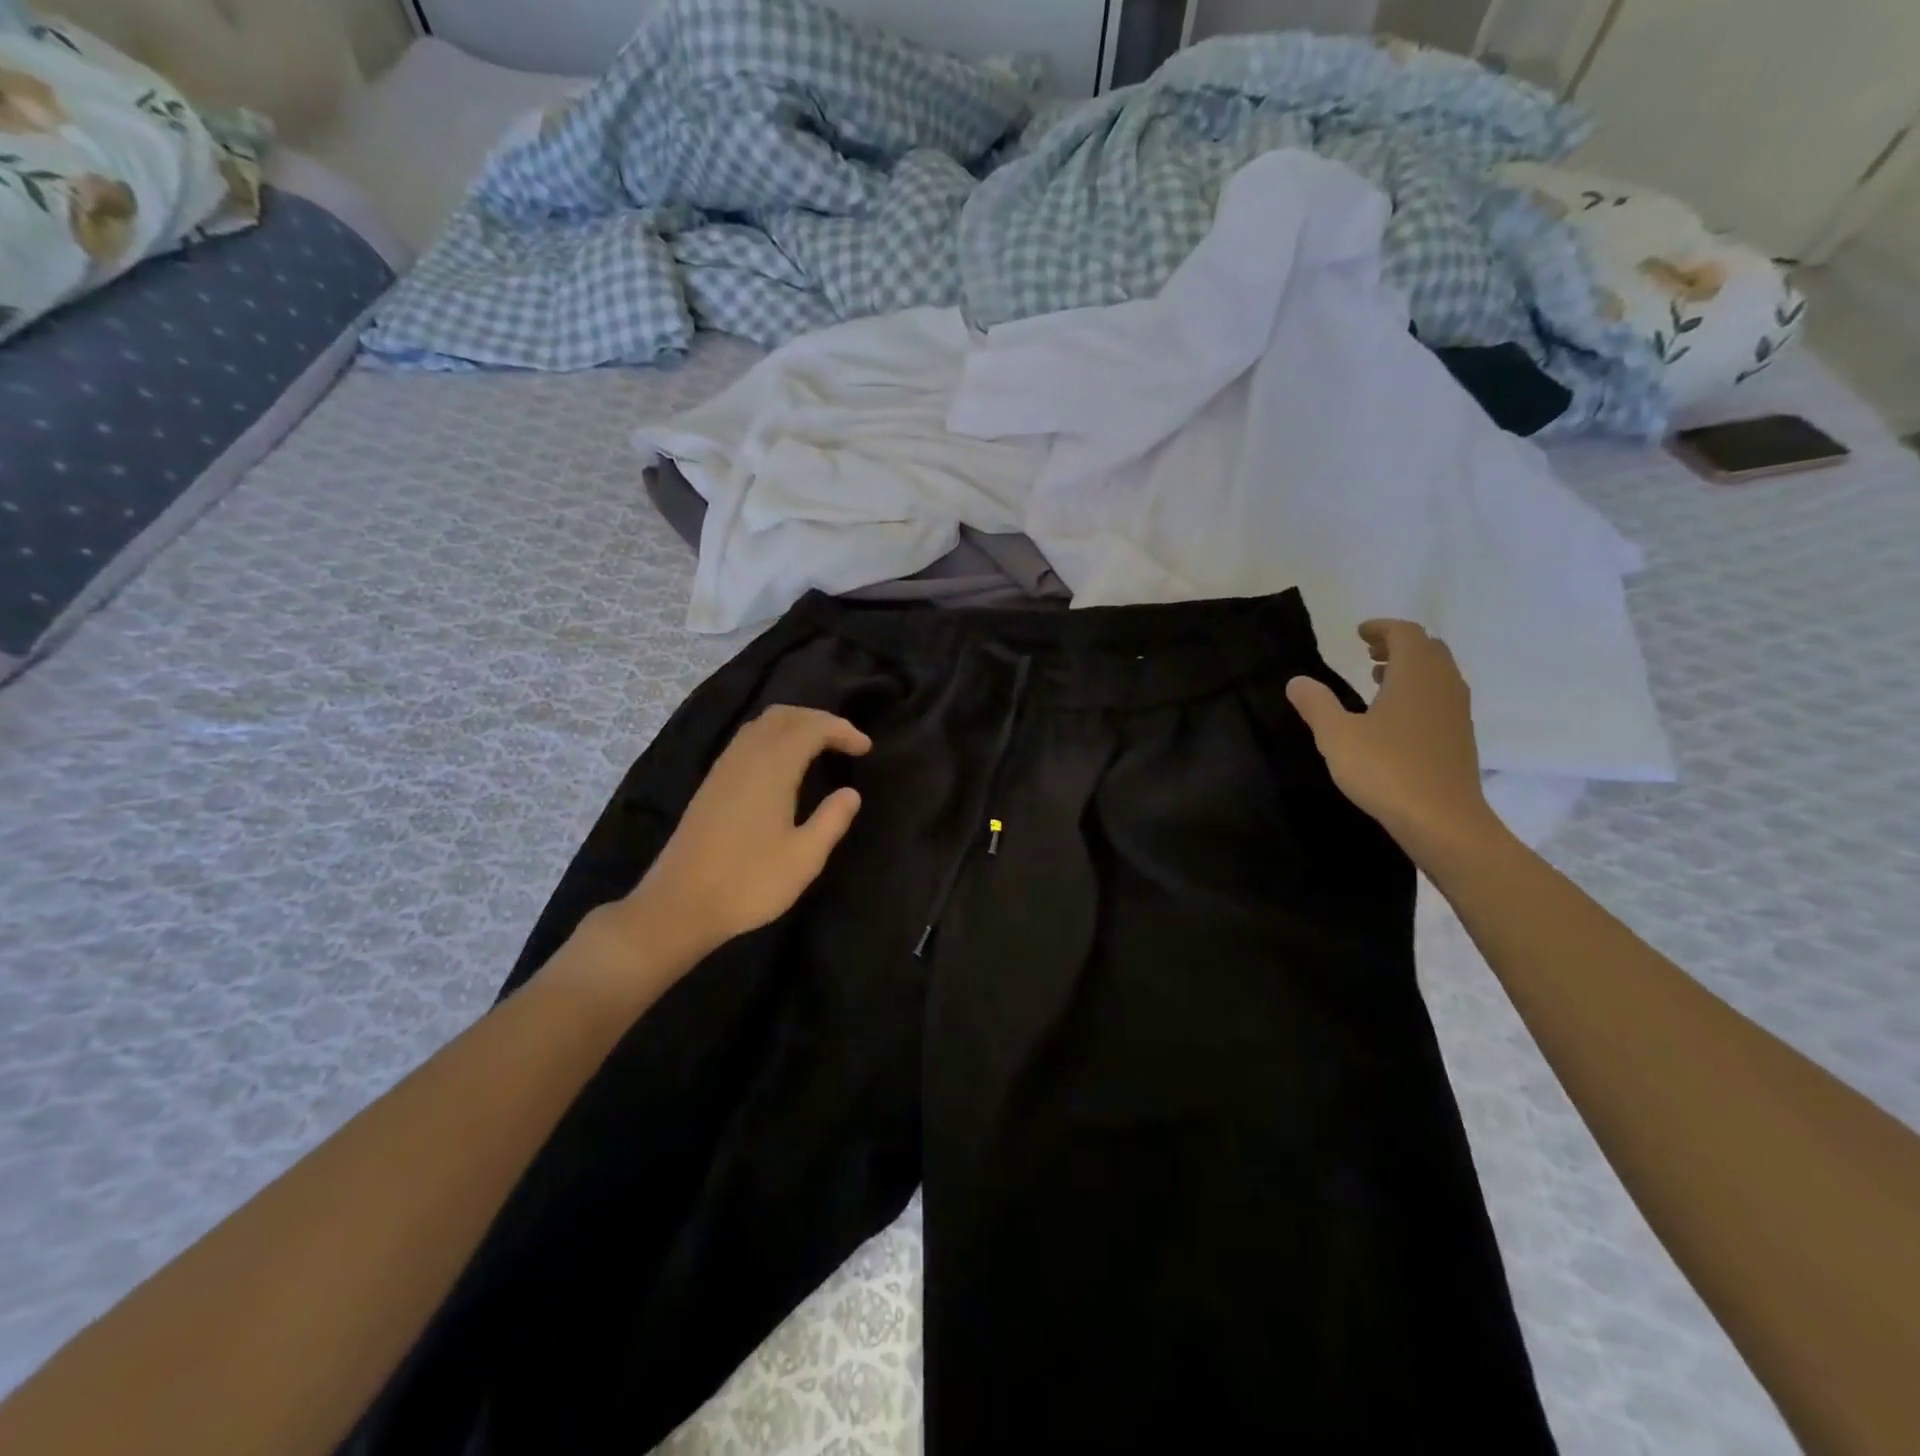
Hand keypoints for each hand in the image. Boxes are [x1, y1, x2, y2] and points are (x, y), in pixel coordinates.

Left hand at [622, 705, 871, 959]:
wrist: (679, 904)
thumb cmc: (748, 881)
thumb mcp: (804, 858)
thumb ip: (832, 820)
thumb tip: (851, 792)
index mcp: (772, 768)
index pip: (812, 728)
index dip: (842, 730)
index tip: (866, 748)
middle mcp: (745, 757)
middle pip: (784, 715)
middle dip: (819, 719)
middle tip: (846, 741)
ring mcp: (723, 768)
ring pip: (762, 725)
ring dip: (795, 725)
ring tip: (820, 747)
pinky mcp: (711, 784)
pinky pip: (747, 741)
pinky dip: (774, 737)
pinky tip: (784, 765)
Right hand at [1286, 621, 1500, 859]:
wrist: (1442, 820)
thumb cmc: (1386, 770)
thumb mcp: (1336, 736)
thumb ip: (1316, 704)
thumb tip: (1297, 681)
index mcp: (1415, 675)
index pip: (1405, 634)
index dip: (1382, 628)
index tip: (1359, 632)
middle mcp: (1442, 685)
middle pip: (1428, 649)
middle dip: (1398, 645)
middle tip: (1368, 652)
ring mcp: (1456, 712)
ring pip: (1438, 674)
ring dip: (1410, 669)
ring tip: (1379, 680)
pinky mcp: (1460, 737)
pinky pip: (1441, 698)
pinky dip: (1420, 692)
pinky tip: (1395, 717)